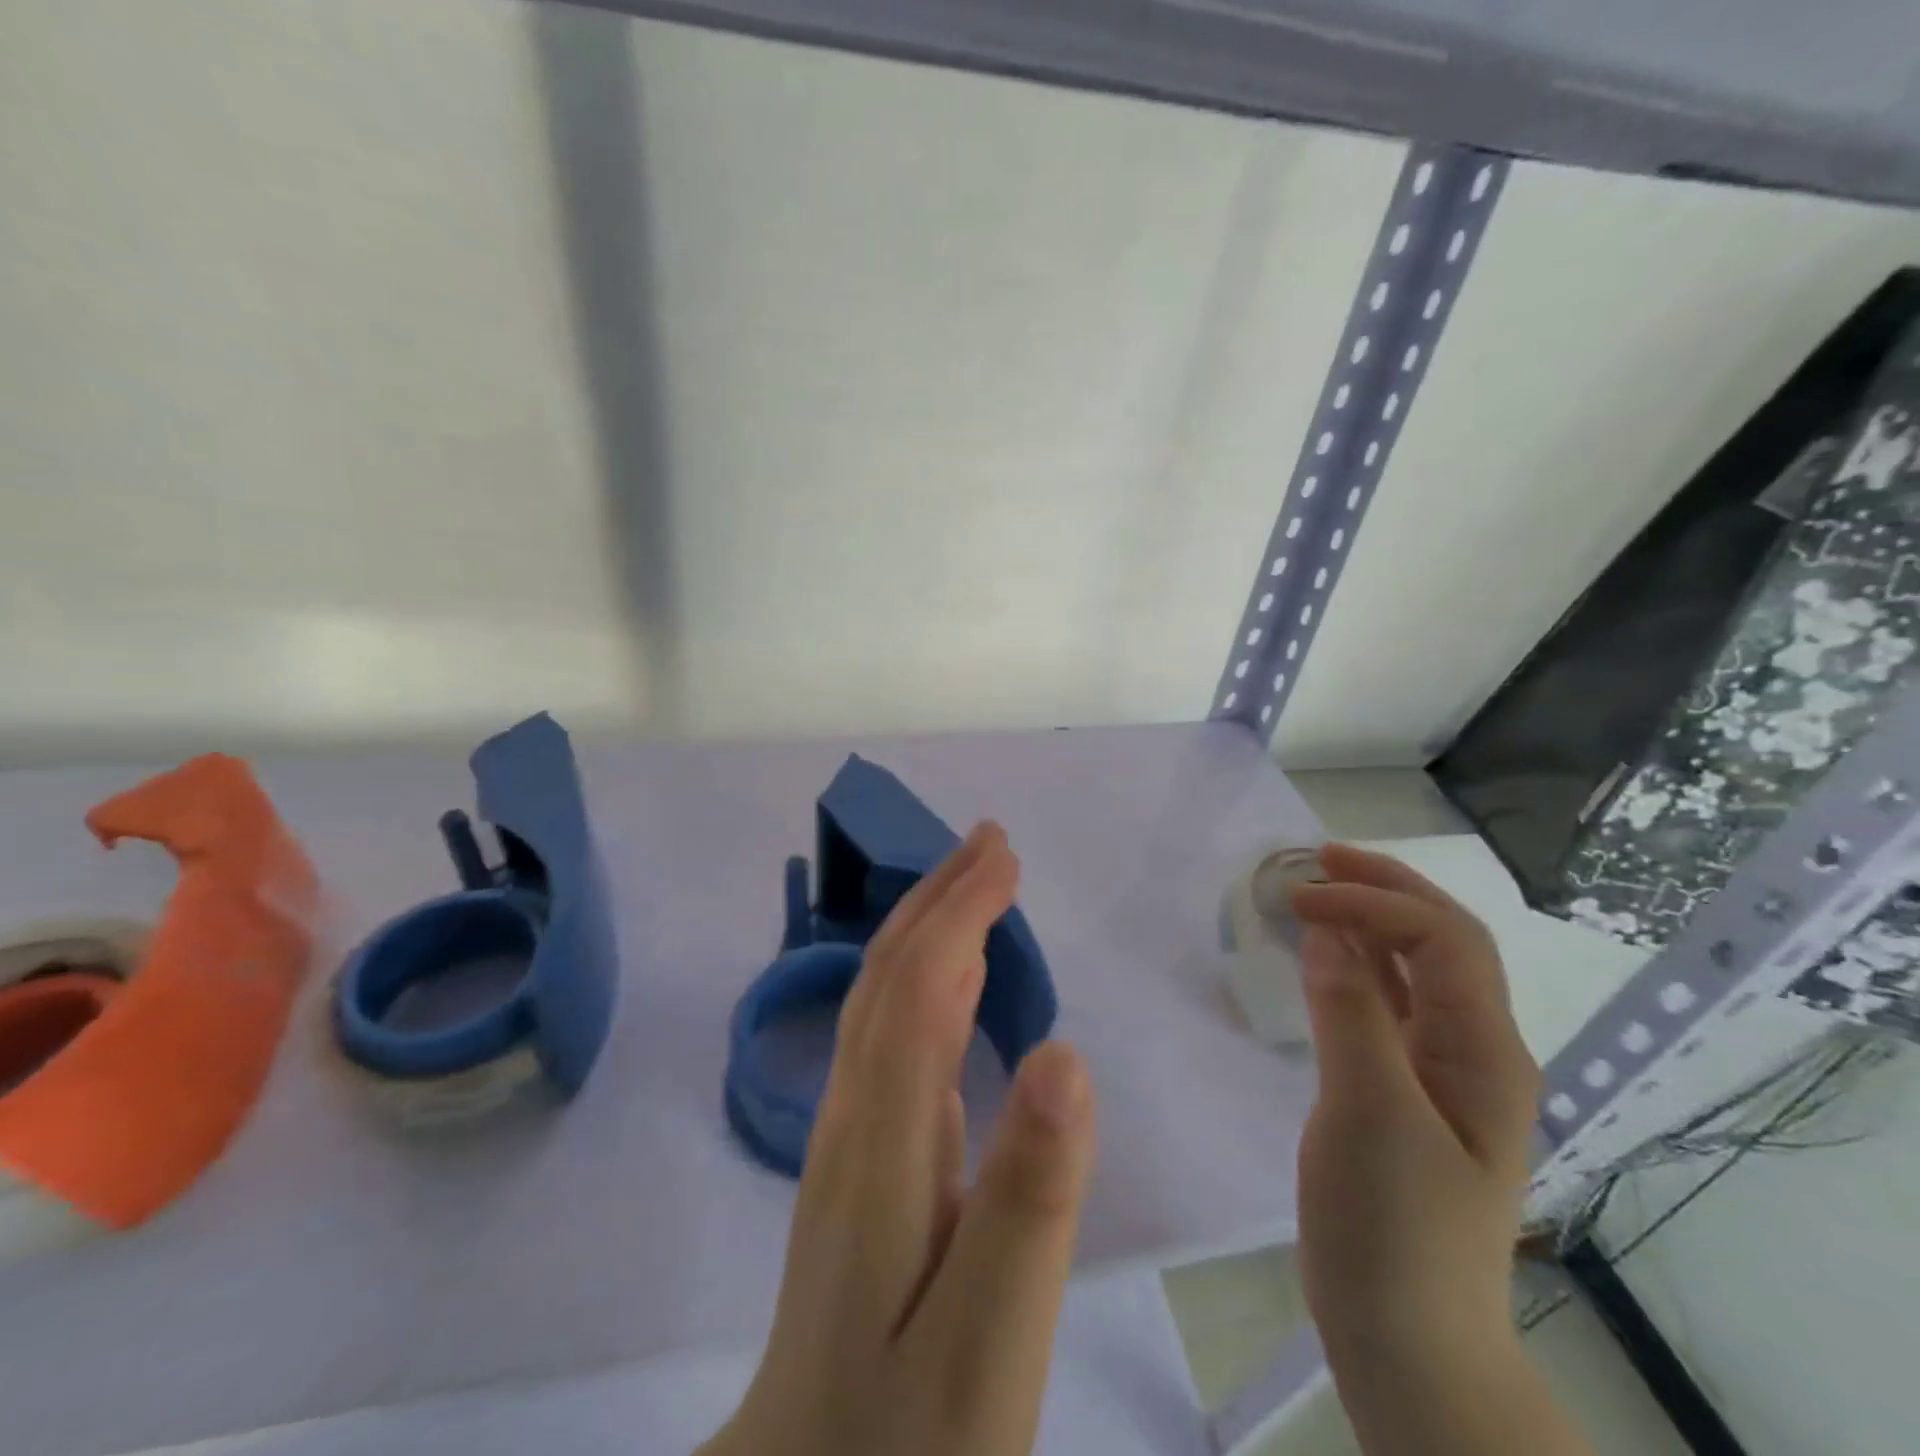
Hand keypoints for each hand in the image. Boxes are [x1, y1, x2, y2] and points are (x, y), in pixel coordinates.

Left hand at [704, 823, 1096, 1455]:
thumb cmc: (908, 1438)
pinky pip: (892, 1038)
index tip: (1008, 857)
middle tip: (991, 842)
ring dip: (929, 928)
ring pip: (883, 999)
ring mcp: (852, 1138)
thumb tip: (1066, 1054)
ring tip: (976, 884)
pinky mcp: (865, 1161)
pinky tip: (951, 982)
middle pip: (888, 976)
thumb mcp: (988, 1342)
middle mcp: (854, 1118)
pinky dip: (925, 982)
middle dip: (939, 897)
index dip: (962, 912)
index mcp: (882, 1144)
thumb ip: (1029, 1198)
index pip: (918, 988)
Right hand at [1290, 845, 1540, 1365]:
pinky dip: (1353, 964)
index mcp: (1486, 1052)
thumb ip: (1351, 1015)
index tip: (1299, 899)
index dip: (1374, 902)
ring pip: (1414, 970)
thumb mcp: (1370, 1115)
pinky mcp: (1404, 1088)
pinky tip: (1320, 954)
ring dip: (1368, 921)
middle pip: (1442, 942)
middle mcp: (1475, 1049)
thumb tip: (1326, 931)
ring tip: (1314, 890)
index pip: (1444, 940)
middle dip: (1384, 889)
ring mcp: (1441, 1070)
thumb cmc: (1393, 1226)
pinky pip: (1385, 1004)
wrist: (1405, 1334)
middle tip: (1316, 859)